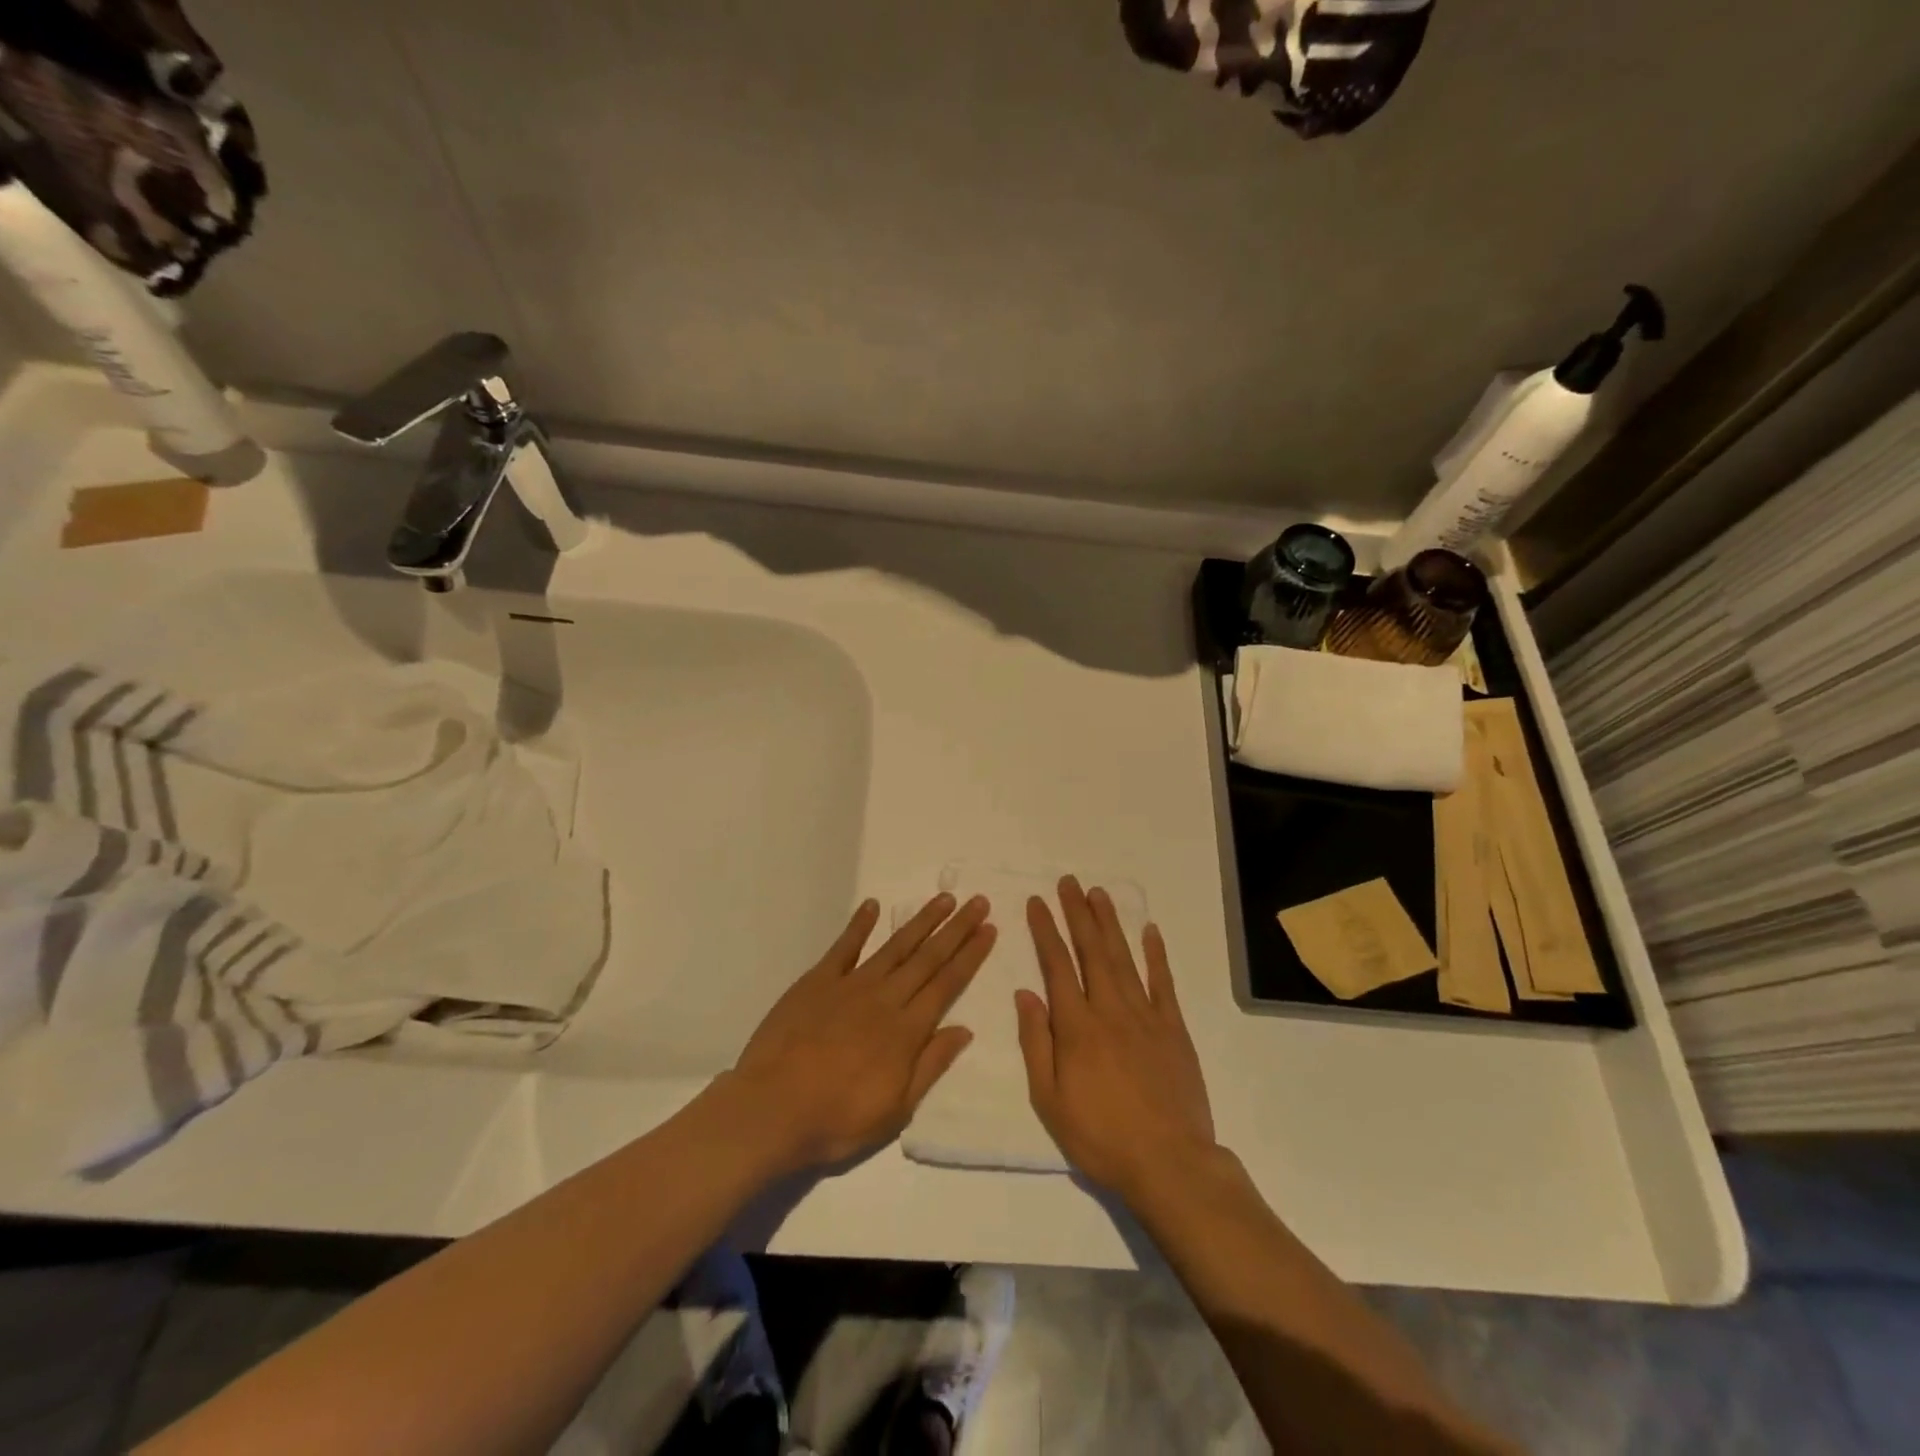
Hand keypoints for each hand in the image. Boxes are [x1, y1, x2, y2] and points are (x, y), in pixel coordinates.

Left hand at [728, 892, 994, 1171]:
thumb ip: (931, 1065)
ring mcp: (850, 985)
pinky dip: (859, 924)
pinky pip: (843, 947)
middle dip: (956, 929)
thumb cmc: (837, 1119)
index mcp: (907, 1030)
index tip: (989, 929)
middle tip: (978, 901)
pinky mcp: (817, 981)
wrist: (771, 1110)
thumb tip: (965, 1030)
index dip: (971, 955)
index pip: (947, 983)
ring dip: (921, 921)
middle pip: (928, 957)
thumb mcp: (895, 1110)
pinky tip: (873, 905)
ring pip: (894, 946)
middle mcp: (885, 998)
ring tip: (944, 899)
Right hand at [1016, 876, 1215, 1202]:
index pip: (1056, 965)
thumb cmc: (1100, 1136)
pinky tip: (1150, 931)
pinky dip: (1156, 955)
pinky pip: (1164, 983)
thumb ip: (1036, 1042)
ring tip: (1099, 893)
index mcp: (1077, 1026)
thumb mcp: (1049, 1099)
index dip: (1046, 930)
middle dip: (1078, 913)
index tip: (1037, 902)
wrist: (1169, 1163)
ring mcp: (1146, 1016)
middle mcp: (1110, 1009)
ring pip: (1124, 958)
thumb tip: (1026, 993)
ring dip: (1110, 923)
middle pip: (1091, 950)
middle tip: (1069, 882)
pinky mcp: (1174, 1029)